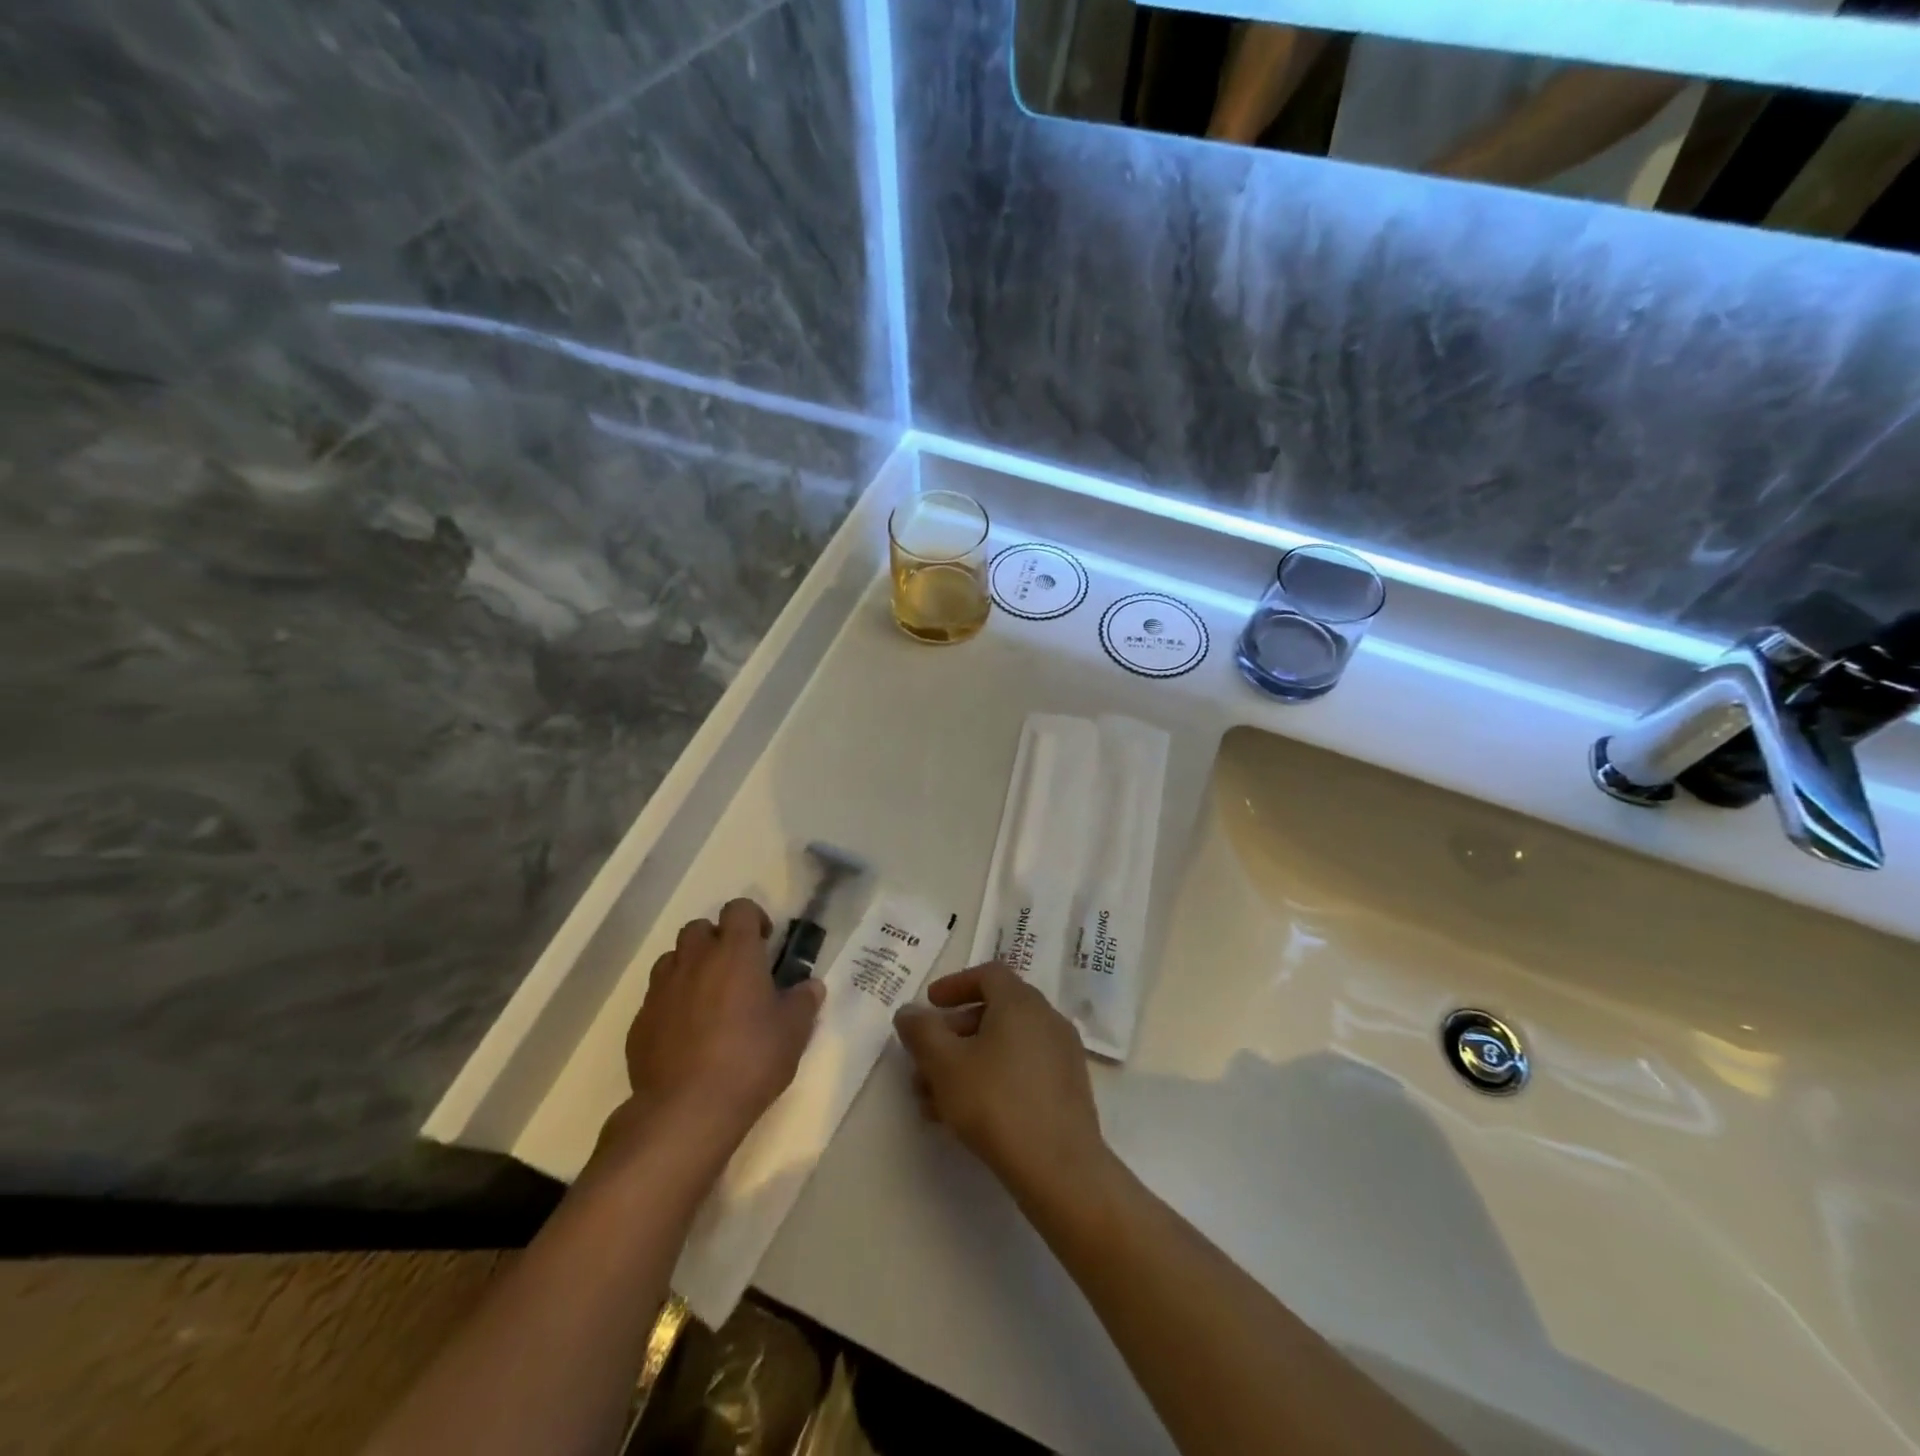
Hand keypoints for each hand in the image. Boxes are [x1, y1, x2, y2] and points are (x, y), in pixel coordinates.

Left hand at [612, 898, 824, 1156]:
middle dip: (717, 940)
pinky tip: (686, 1034)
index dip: (752, 918)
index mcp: (735, 952)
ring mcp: (661, 990)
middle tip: (736, 970)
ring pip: (673, 959)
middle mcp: (694, 960)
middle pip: (699, 929)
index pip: (739, 909)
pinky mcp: (639, 1022)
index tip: (764, 943)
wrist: (686, 1110)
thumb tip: (810, 986)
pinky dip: (672, 1003)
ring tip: (708, 999)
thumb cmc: (750, 1060)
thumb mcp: (794, 1032)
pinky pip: (657, 997)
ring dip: (691, 968)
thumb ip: (803, 1001)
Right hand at [893, 962, 1109, 1200]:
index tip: (929, 1005)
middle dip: (952, 1034)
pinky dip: (991, 1079)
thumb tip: (908, 1012)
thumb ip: (921, 1032)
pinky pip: (1022, 1070)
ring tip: (932, 1100)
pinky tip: (964, 1116)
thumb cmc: (996, 1103)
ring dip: (966, 1063)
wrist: (1060, 1168)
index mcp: (1021, 1002)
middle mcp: (1046, 1019)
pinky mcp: (1067, 1089)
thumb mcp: (944, 1065)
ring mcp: (1061, 1055)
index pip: (987, 974)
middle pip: (994, 1012)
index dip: (954, 985)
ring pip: (1004, 1046)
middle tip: (924, 1060)